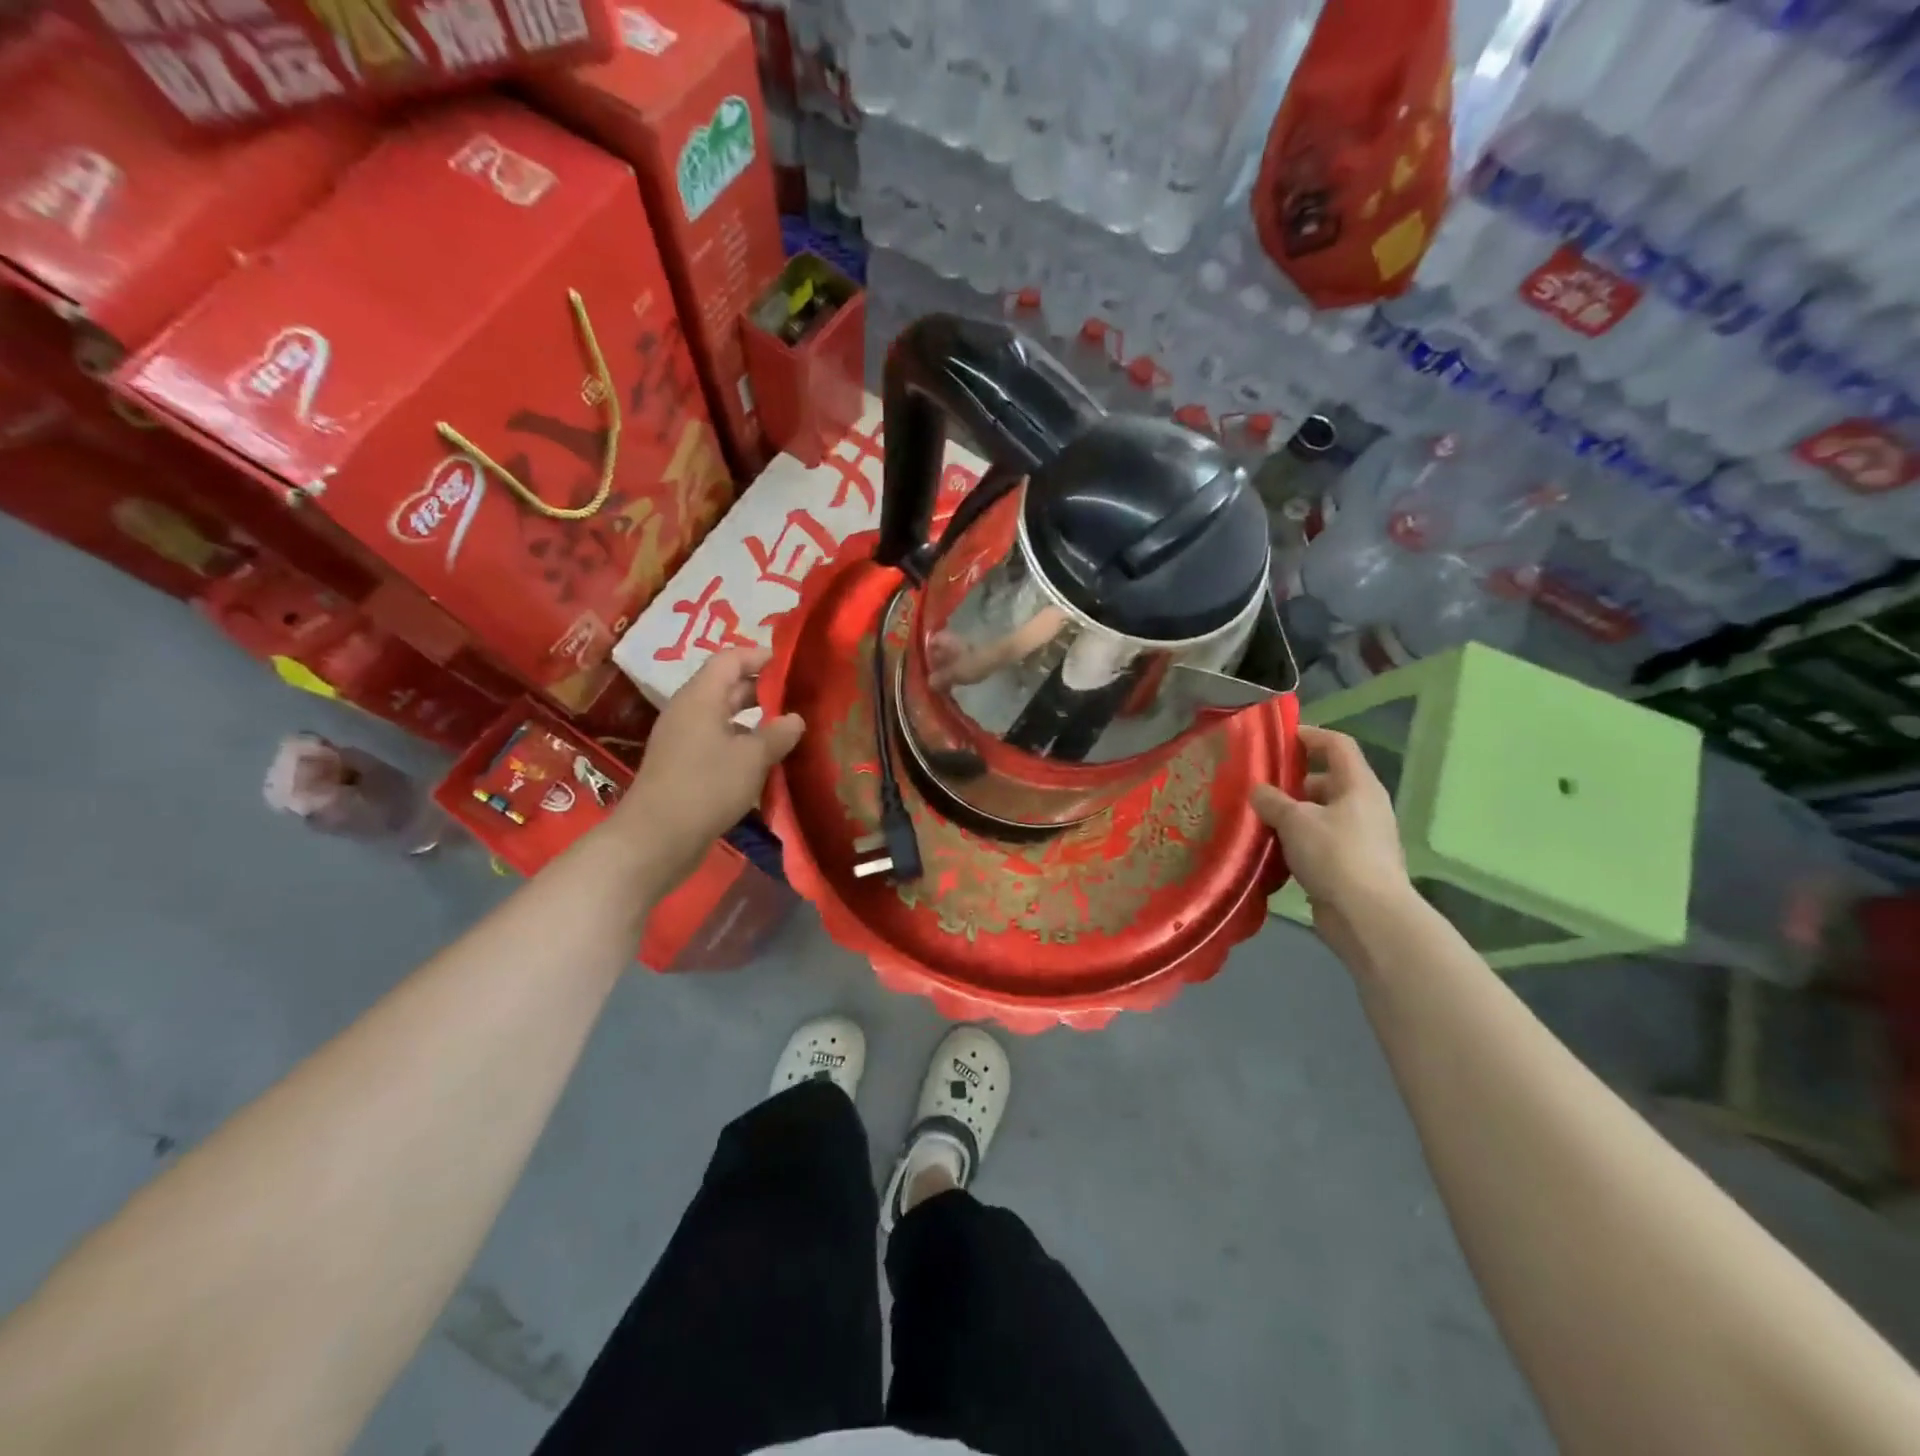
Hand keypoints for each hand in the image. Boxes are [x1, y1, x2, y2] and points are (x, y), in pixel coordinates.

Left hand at [620, 648, 803, 889]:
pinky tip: (767, 760)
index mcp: (701, 697)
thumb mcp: (752, 758)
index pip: (731, 659)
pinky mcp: (685, 766)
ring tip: (791, 728)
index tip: (793, 665)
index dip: (761, 657)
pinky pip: (719, 742)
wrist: (656, 838)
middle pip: (727, 686)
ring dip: (755, 720)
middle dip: (763, 690)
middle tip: (800, 697)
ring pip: (725, 717)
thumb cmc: (706, 787)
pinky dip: (743, 743)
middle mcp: (689, 711)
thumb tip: (796, 719)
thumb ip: (778, 734)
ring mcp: (684, 740)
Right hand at [1251, 726, 1410, 953]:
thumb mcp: (1295, 821)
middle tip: (1258, 788)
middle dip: (1292, 783)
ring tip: (1258, 821)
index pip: (1337, 745)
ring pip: (1321, 814)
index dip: (1309, 735)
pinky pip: (1321, 842)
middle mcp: (1364, 806)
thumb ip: (1272, 800)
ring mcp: (1361, 838)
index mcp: (1359, 785)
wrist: (1368, 917)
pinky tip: (1273, 852)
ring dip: (1292, 816)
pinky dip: (1298, 842)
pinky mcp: (1352, 865)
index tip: (1279, 738)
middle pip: (1326, 781)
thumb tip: (1258, 791)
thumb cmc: (1335, 855)